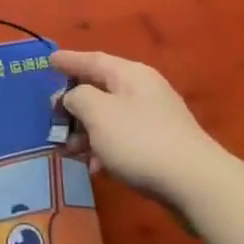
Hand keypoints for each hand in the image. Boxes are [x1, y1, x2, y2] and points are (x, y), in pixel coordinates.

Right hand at [51, 50, 226, 206]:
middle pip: (101, 90)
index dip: (69, 61)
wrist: (195, 183)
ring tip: (67, 150)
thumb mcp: (98, 113)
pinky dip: (105, 148)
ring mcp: (155, 118)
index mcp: (130, 74)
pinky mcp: (161, 146)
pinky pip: (123, 139)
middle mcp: (144, 90)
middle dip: (74, 105)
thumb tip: (73, 97)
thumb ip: (78, 98)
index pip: (92, 60)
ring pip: (110, 118)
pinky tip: (95, 168)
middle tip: (52, 118)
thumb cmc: (140, 141)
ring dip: (86, 131)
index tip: (48, 61)